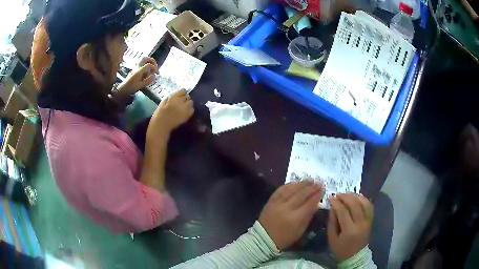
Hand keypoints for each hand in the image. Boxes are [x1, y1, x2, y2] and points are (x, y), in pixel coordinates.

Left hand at [118, 57, 158, 94]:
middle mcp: (137, 68)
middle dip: (152, 60)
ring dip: (149, 63)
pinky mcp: (134, 70)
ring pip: (142, 60)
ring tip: (152, 68)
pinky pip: (141, 64)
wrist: (122, 89)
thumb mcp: (140, 86)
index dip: (154, 68)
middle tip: (155, 66)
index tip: (157, 73)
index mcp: (139, 71)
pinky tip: (147, 72)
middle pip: (145, 58)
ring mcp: (135, 68)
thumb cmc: (130, 88)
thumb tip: (154, 76)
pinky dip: (145, 66)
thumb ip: (147, 81)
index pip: (148, 65)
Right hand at [148, 89, 193, 136]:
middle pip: (188, 96)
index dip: (182, 93)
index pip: (183, 90)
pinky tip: (184, 112)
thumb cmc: (160, 113)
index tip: (179, 95)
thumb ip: (172, 96)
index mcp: (174, 98)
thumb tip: (178, 94)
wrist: (161, 126)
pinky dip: (189, 110)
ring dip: (188, 103)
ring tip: (183, 107)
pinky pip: (192, 110)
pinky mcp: (187, 116)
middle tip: (181, 102)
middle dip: (185, 98)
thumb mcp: (163, 101)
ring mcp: (185, 109)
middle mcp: (181, 102)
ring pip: (191, 102)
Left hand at [259, 181, 322, 249]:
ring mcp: (277, 204)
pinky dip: (289, 185)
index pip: (309, 204)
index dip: (317, 196)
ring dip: (301, 184)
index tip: (322, 190)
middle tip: (318, 183)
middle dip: (311, 188)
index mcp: (296, 218)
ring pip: (291, 190)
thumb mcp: (300, 230)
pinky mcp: (270, 201)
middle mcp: (286, 209)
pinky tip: (295, 182)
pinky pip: (280, 190)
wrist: (264, 238)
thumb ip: (309, 216)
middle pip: (301, 195)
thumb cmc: (285, 237)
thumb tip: (317, 204)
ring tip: (309, 180)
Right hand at [327, 193, 373, 260]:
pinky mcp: (371, 220)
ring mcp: (368, 221)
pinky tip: (357, 197)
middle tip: (338, 194)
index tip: (330, 197)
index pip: (343, 211)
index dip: (336, 203)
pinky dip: (363, 199)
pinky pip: (369, 206)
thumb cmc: (341, 249)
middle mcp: (361, 224)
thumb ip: (332, 222)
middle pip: (355, 205)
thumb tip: (332, 207)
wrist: (355, 256)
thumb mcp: (332, 238)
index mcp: (349, 230)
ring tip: (347, 194)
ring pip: (364, 203)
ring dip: (355, 196)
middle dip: (345, 197)